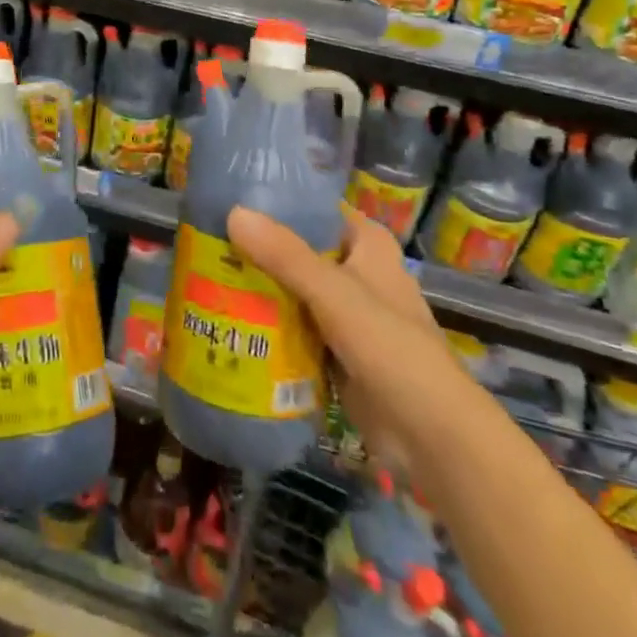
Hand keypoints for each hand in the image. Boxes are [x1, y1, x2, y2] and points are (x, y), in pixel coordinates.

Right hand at [227, 205, 457, 456]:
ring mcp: (346, 313)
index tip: (228, 199)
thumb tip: (234, 213)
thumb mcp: (334, 293)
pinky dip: (269, 323)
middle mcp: (356, 270)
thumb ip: (285, 255)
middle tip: (205, 241)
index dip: (275, 203)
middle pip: (298, 250)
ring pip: (293, 289)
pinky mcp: (335, 350)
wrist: (431, 437)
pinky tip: (229, 318)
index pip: (315, 209)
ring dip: (259, 287)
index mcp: (366, 244)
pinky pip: (294, 326)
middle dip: (257, 249)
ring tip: (205, 276)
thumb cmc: (391, 348)